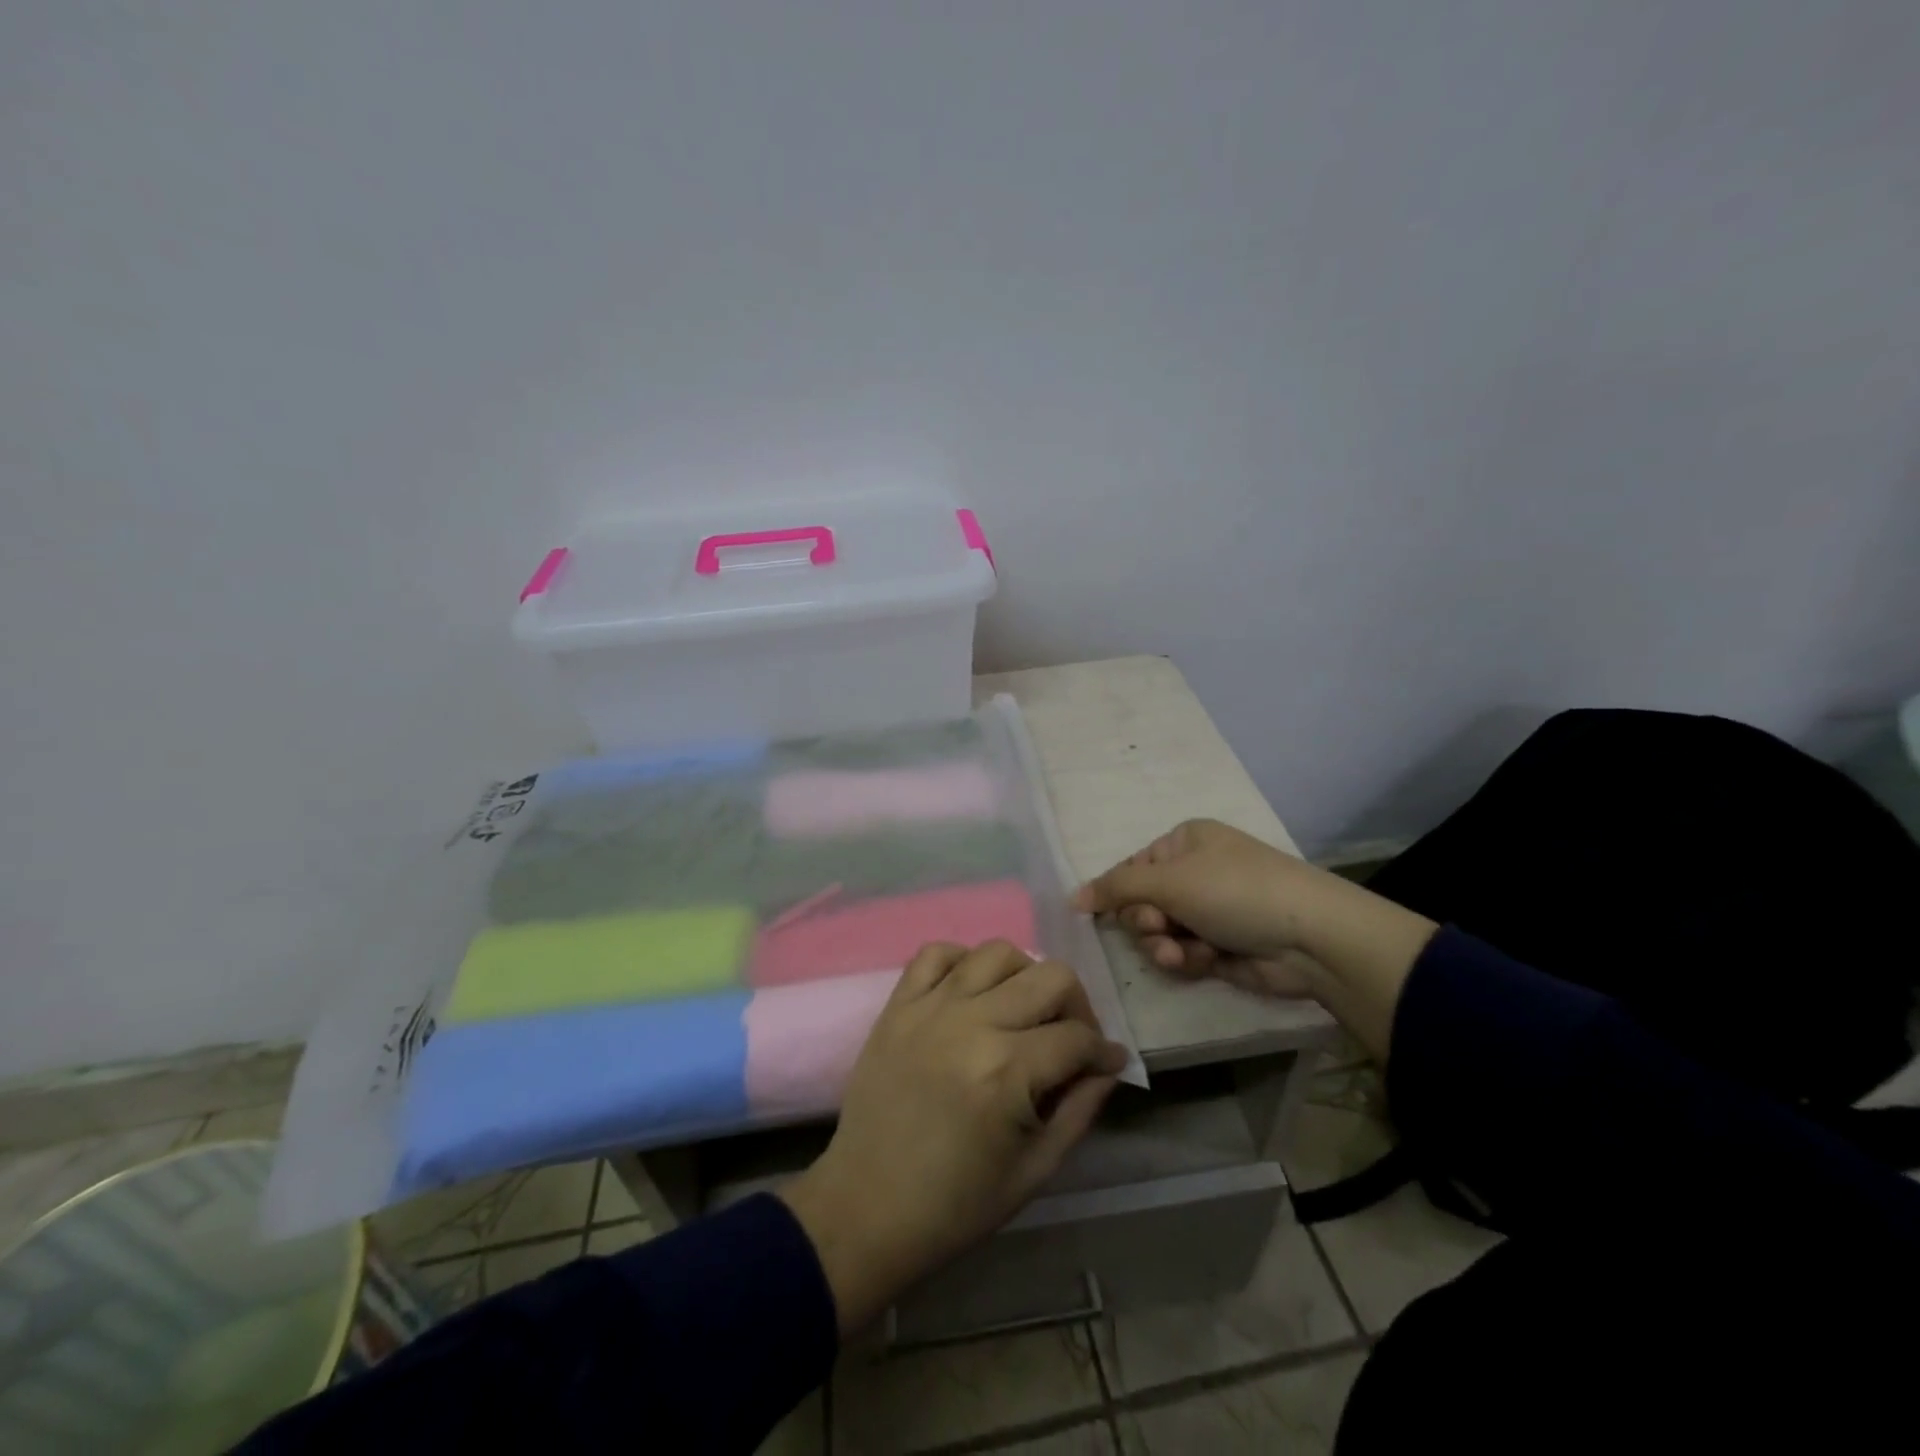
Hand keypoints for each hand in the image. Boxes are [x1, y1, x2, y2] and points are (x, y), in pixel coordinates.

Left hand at [778, 941, 1127, 1332]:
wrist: (867, 1206)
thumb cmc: (956, 1204)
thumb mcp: (1034, 1171)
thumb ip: (1079, 1112)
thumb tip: (1107, 1067)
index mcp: (1008, 1072)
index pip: (1077, 1037)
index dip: (1104, 1051)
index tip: (1107, 1063)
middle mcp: (973, 1024)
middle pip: (1050, 976)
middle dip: (1076, 1005)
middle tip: (1069, 1037)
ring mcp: (930, 1007)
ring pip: (997, 951)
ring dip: (1023, 975)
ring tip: (1020, 1010)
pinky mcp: (898, 1005)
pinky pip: (935, 953)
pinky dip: (962, 962)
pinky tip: (970, 992)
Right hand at [1075, 819, 1438, 1064]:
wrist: (1310, 937)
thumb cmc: (1234, 891)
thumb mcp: (1169, 881)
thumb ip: (1115, 888)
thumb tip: (1071, 898)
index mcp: (1183, 843)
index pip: (1130, 869)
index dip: (1118, 894)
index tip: (1113, 913)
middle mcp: (1194, 872)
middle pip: (1141, 903)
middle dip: (1145, 923)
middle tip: (1159, 928)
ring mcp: (1208, 910)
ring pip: (1159, 932)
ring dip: (1163, 945)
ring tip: (1182, 952)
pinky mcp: (1220, 945)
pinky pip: (1182, 953)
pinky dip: (1187, 958)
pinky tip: (1204, 961)